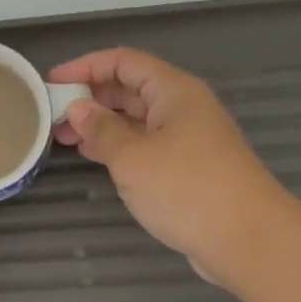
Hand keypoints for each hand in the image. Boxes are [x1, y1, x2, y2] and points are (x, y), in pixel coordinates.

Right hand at [49, 48, 287, 285]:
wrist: (248, 240)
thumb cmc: (186, 188)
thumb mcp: (132, 157)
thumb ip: (101, 130)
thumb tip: (78, 110)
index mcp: (173, 90)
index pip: (122, 61)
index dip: (84, 66)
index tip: (51, 83)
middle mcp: (182, 107)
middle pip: (130, 88)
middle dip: (90, 97)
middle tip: (52, 115)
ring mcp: (188, 138)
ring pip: (136, 118)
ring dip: (101, 124)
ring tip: (64, 138)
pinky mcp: (189, 167)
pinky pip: (146, 144)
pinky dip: (118, 146)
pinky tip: (94, 158)